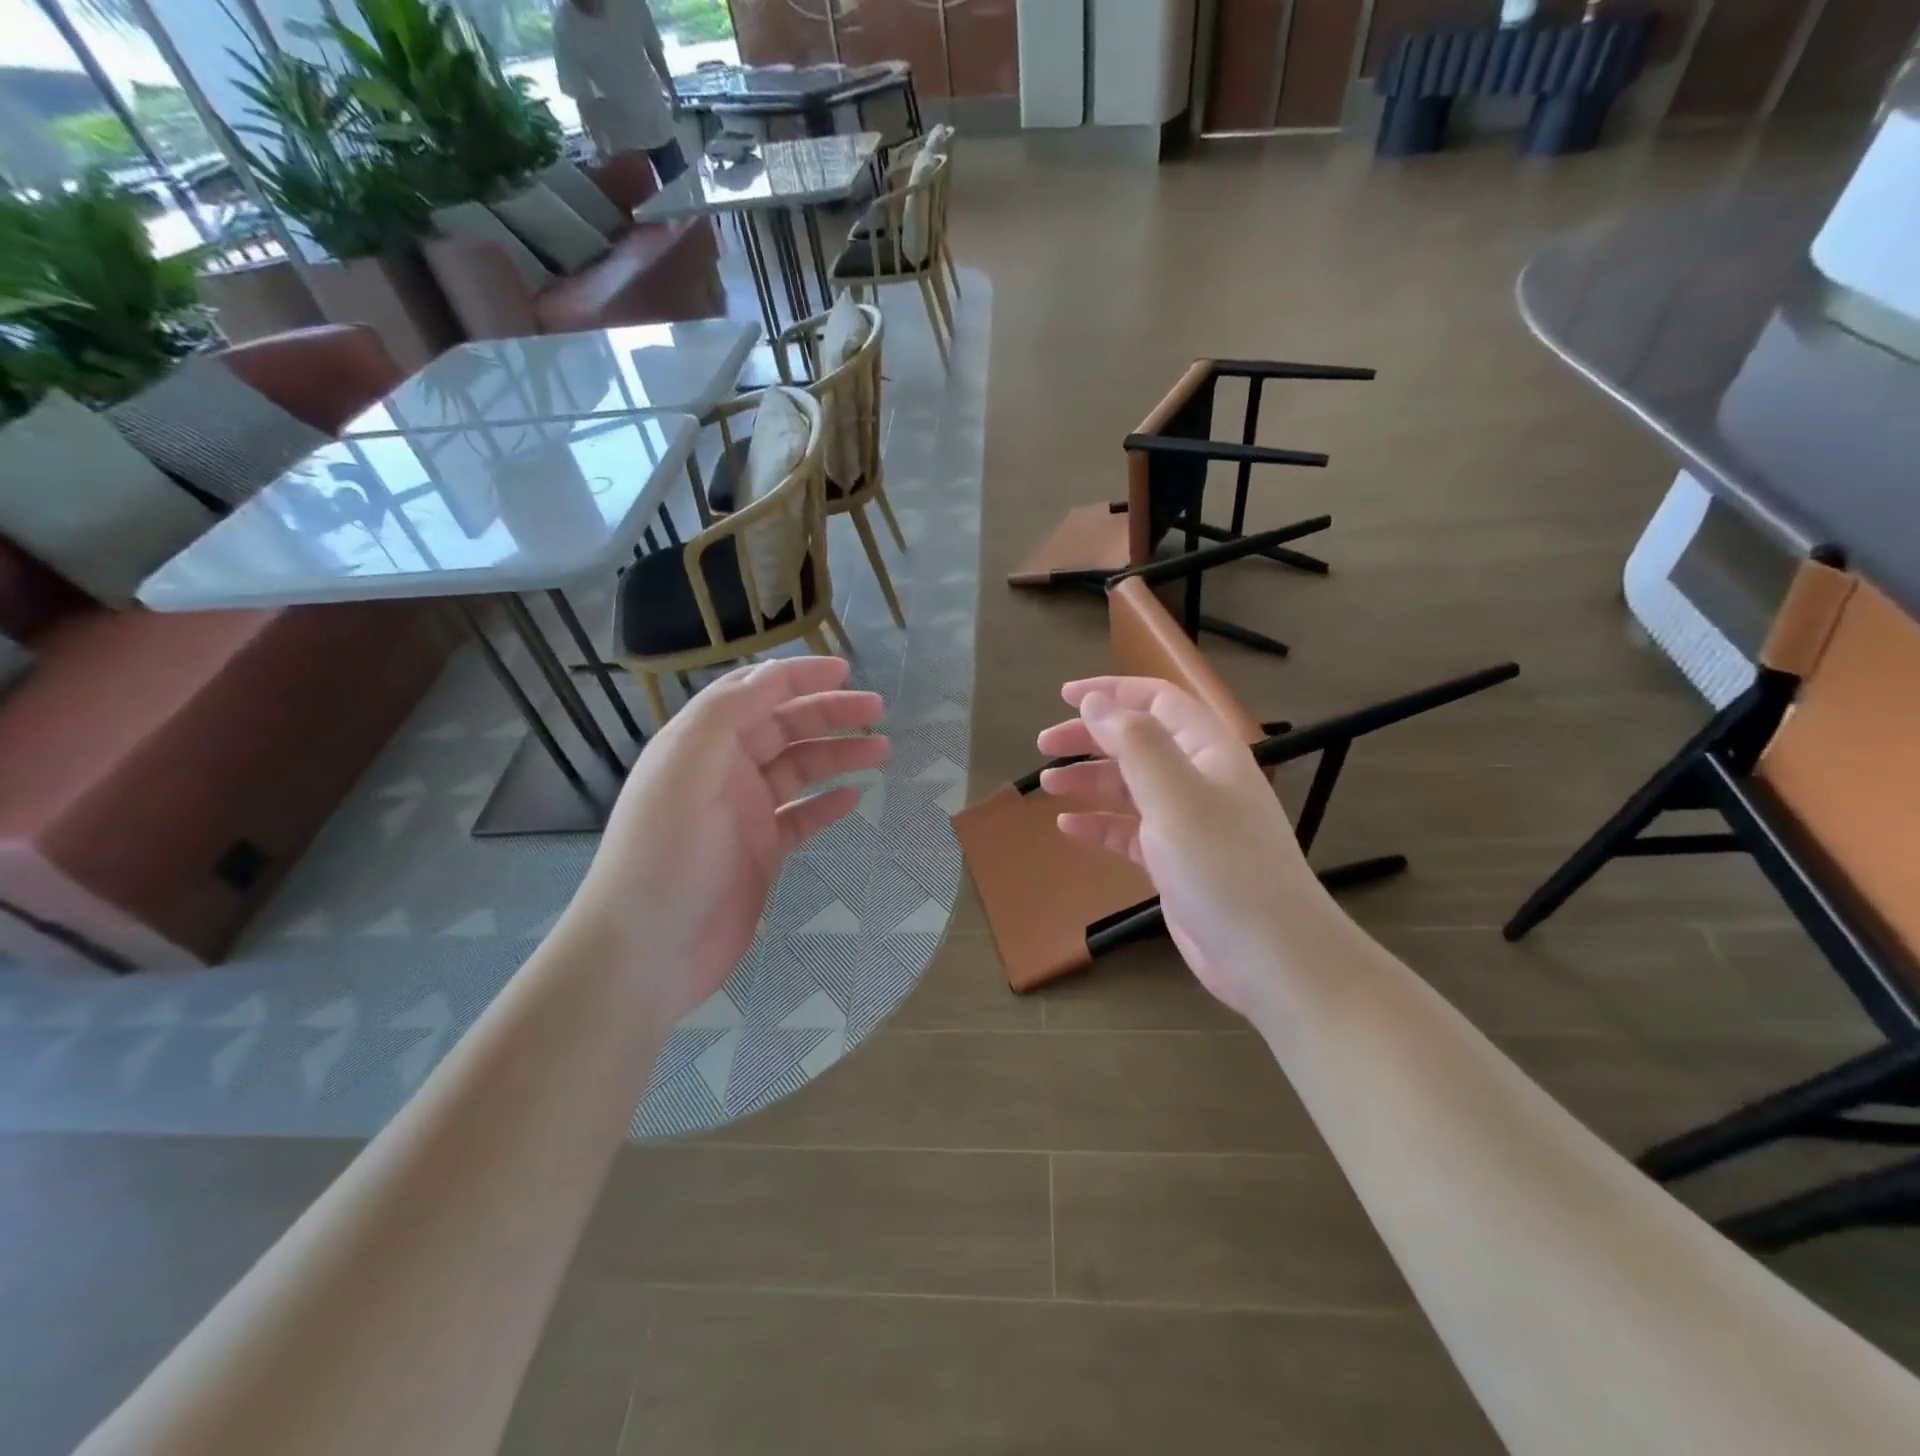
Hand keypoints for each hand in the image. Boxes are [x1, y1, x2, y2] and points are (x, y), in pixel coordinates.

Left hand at [570, 657, 886, 1021]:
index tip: (845, 670)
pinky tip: (855, 797)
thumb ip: (726, 715)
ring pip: (799, 770)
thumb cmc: (665, 856)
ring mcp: (744, 814)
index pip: (753, 693)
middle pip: (784, 728)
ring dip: (838, 756)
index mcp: (701, 744)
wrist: (646, 954)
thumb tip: (772, 675)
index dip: (798, 676)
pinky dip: (828, 804)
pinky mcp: (761, 853)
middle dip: (829, 713)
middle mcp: (723, 771)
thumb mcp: (687, 770)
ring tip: (882, 751)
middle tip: (877, 711)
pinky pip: (802, 817)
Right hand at [1036, 678, 1325, 1019]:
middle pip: (1139, 742)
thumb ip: (1134, 743)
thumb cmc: (1222, 865)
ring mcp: (1188, 822)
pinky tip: (1069, 828)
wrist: (1270, 955)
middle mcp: (1199, 779)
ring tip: (1049, 784)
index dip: (1112, 692)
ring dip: (1090, 780)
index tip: (1064, 697)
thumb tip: (1096, 703)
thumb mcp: (1175, 795)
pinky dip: (1099, 824)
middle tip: (1044, 745)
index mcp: (1209, 750)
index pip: (1158, 701)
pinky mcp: (1176, 861)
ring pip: (1131, 786)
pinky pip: (1130, 831)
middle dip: (1091, 737)